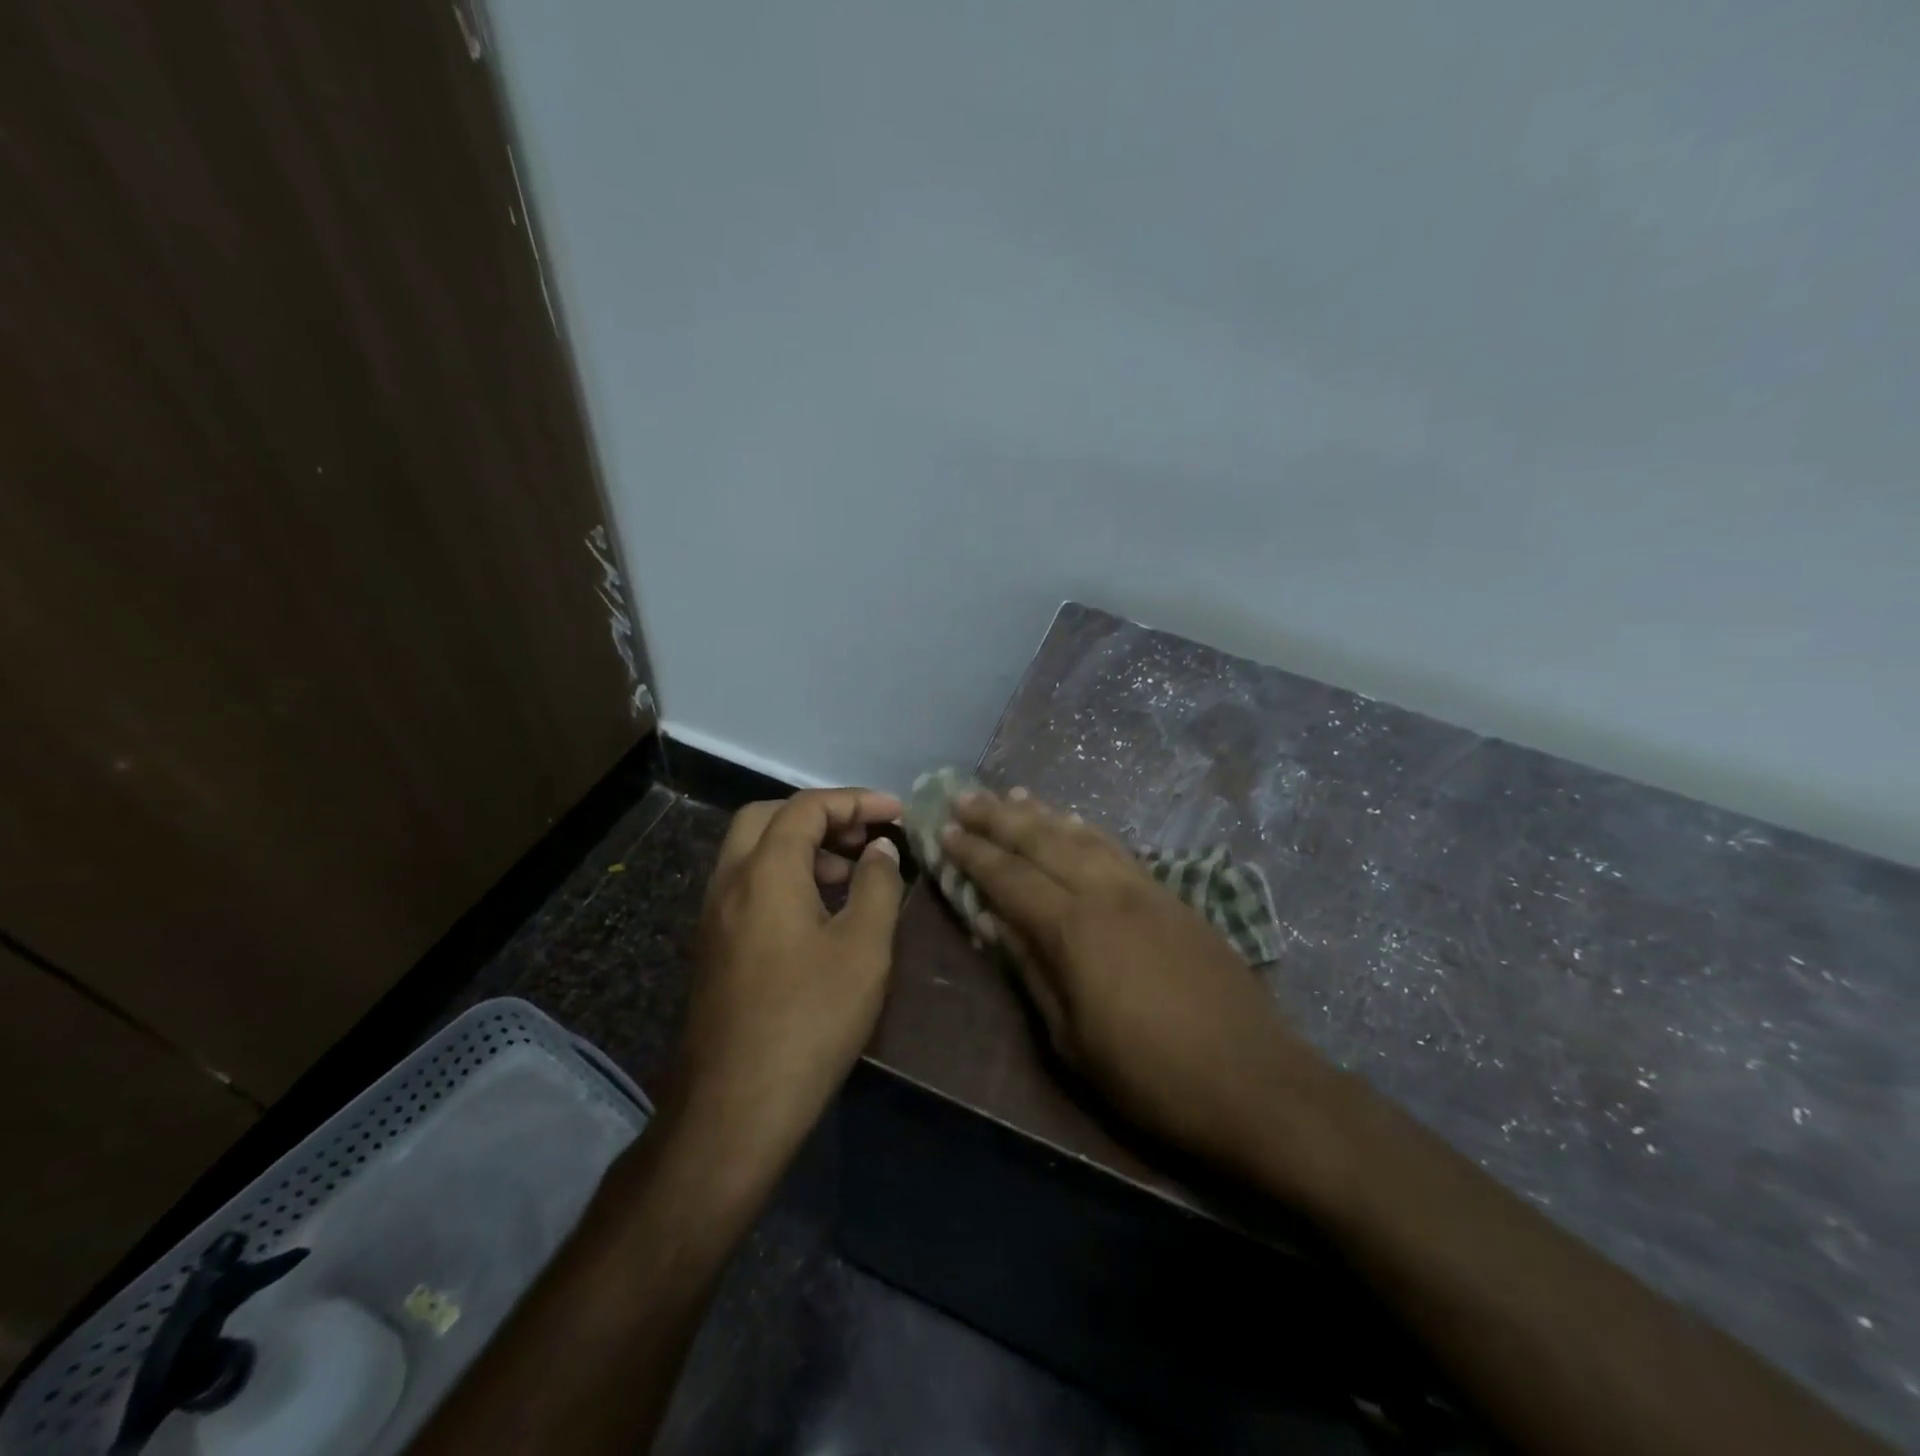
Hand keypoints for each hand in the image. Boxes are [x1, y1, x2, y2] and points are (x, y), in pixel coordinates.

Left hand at [674, 788, 905, 1158]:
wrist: (735, 1106)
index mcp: (765, 870)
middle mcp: (730, 881)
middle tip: (863, 837)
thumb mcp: (863, 948)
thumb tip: (880, 850)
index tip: (897, 813)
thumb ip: (878, 886)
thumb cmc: (809, 1019)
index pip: (807, 807)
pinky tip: (818, 913)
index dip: (856, 801)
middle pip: (768, 817)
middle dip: (820, 815)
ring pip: (753, 851)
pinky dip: (783, 876)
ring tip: (848, 873)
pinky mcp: (713, 946)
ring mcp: (714, 915)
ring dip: (800, 846)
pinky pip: (747, 884)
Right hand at [942, 790, 1341, 1194]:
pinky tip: (1075, 825)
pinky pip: (1118, 849)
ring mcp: (1144, 890)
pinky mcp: (1173, 897)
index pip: (1009, 878)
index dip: (973, 853)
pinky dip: (1088, 831)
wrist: (1253, 1082)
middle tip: (965, 795)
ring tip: (1014, 795)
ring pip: (1082, 836)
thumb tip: (996, 925)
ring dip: (1043, 814)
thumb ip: (1032, 972)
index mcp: (1073, 929)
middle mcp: (1105, 893)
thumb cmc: (1149, 1076)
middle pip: (1042, 841)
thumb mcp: (1071, 1039)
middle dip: (999, 817)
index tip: (944, 829)